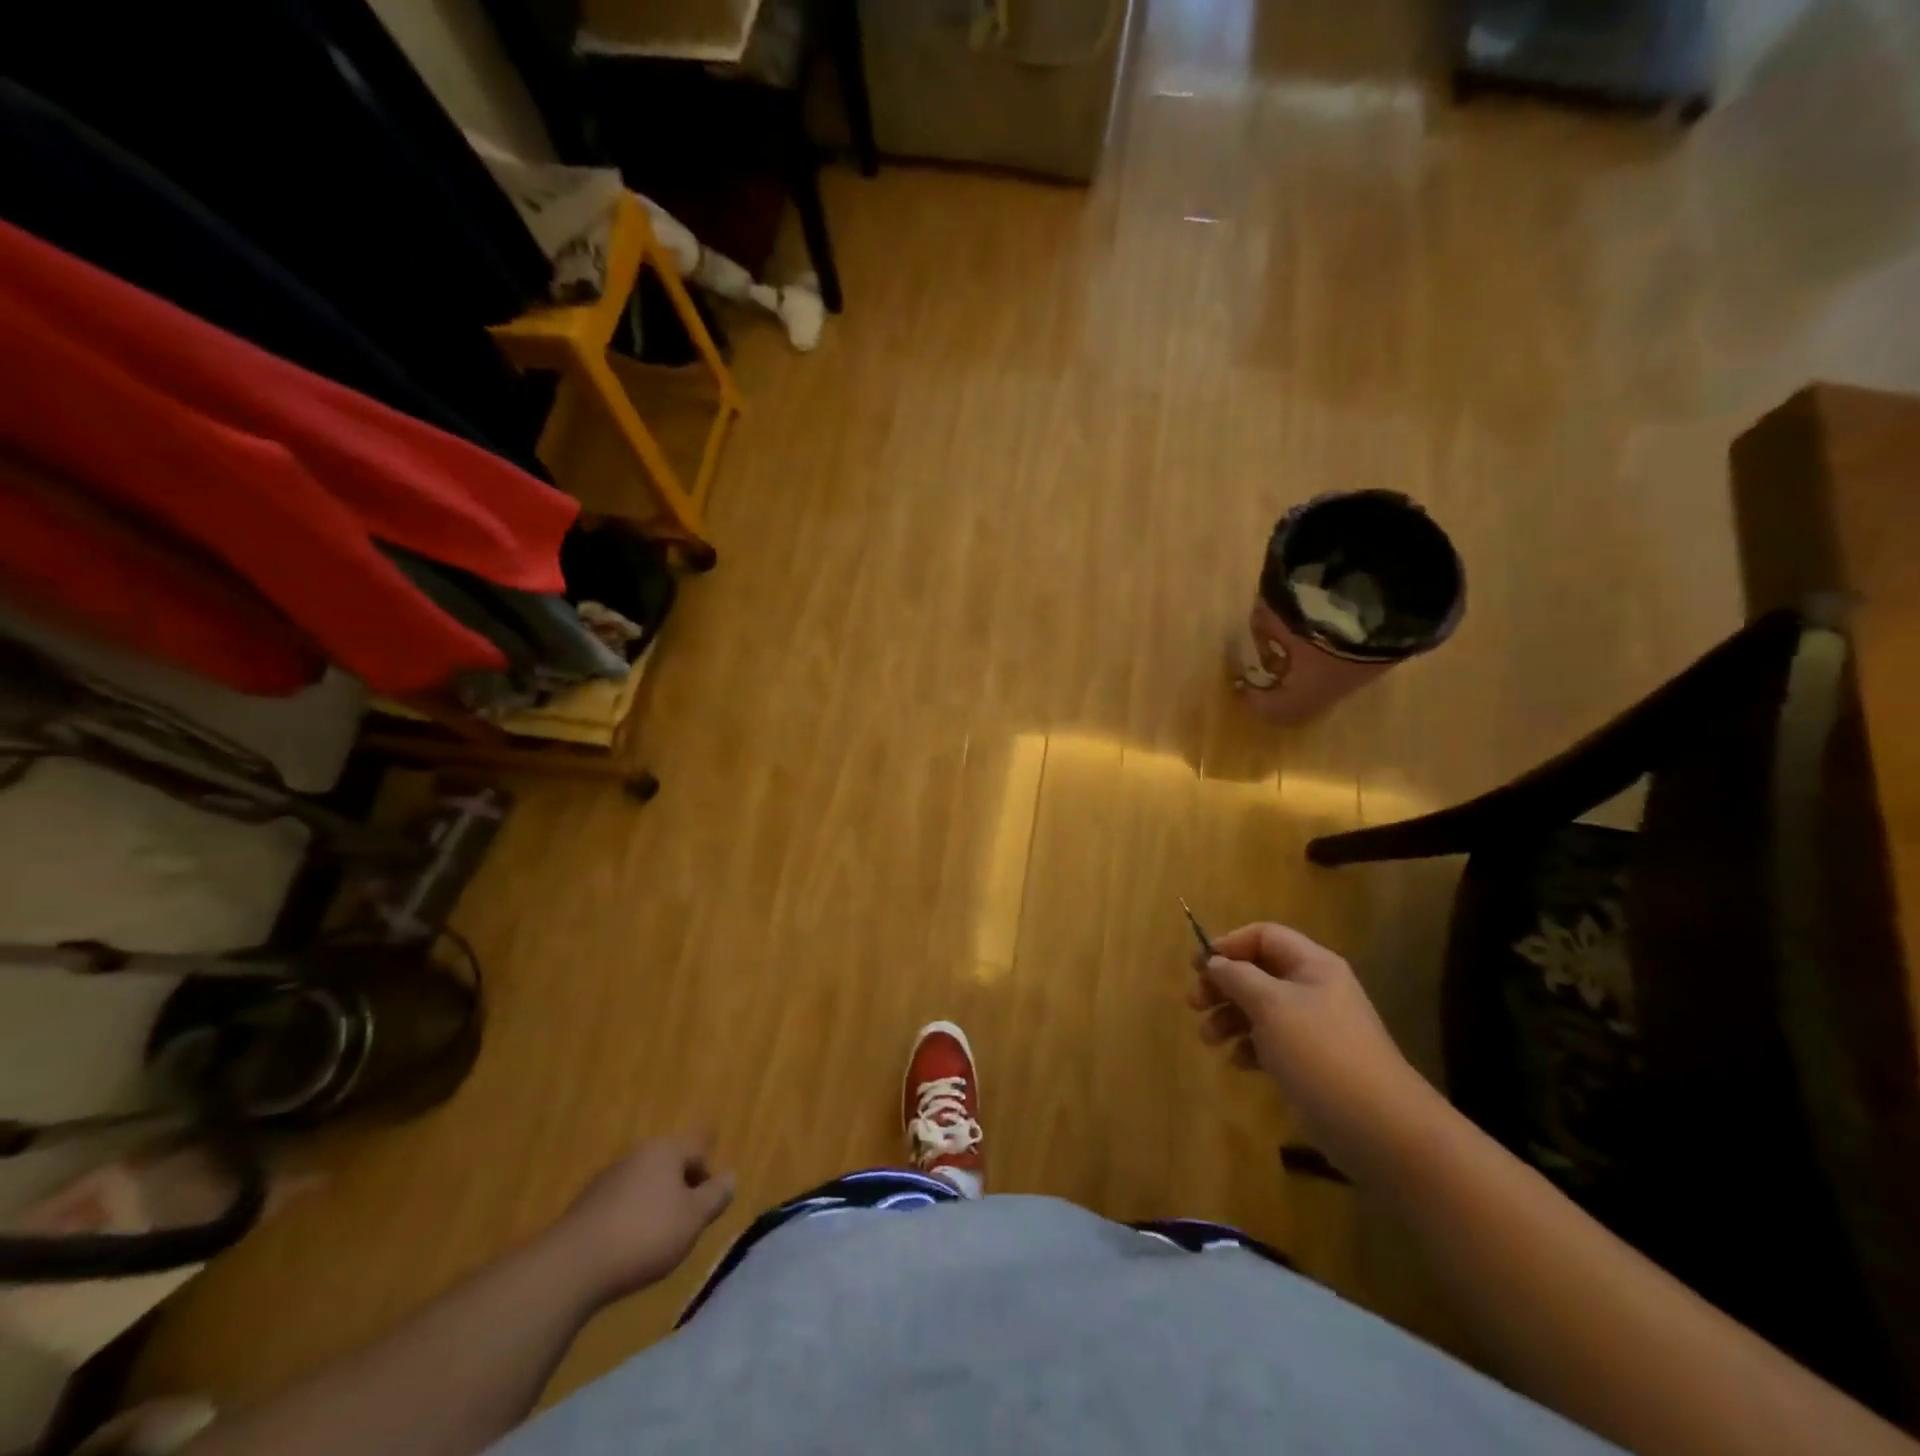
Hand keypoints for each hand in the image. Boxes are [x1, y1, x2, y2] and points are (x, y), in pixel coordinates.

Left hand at [544, 1134, 735, 1300]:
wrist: (571, 1268)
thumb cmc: (645, 1235)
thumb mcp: (693, 1219)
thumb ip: (716, 1196)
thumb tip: (730, 1177)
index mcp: (665, 1149)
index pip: (699, 1145)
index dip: (710, 1171)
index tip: (710, 1203)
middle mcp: (637, 1154)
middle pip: (671, 1163)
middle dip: (683, 1188)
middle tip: (688, 1222)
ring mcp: (608, 1178)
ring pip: (645, 1183)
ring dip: (657, 1204)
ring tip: (659, 1239)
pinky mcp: (586, 1206)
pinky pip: (622, 1204)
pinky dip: (632, 1218)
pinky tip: (629, 1248)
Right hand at [1186, 922, 1435, 1166]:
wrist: (1379, 1127)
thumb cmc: (1320, 1052)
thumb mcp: (1270, 1005)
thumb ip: (1237, 977)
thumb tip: (1216, 963)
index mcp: (1312, 965)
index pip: (1264, 936)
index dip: (1229, 945)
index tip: (1198, 967)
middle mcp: (1315, 989)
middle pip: (1258, 972)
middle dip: (1223, 985)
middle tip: (1194, 1004)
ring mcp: (1315, 1028)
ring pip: (1261, 1008)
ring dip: (1230, 1018)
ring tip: (1208, 1039)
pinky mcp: (1313, 1062)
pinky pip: (1272, 1041)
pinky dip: (1250, 1046)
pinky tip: (1239, 1062)